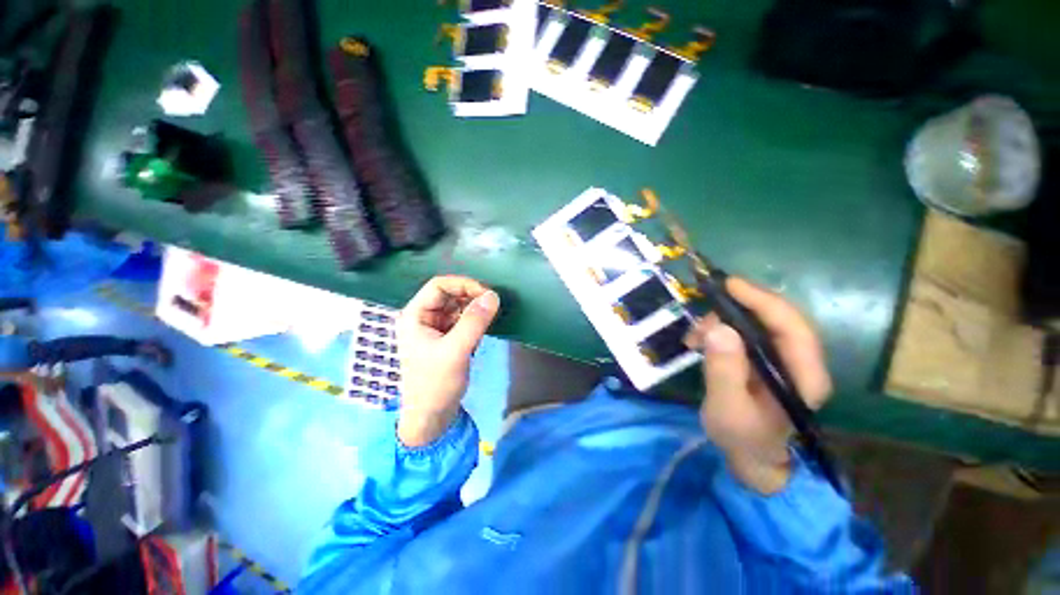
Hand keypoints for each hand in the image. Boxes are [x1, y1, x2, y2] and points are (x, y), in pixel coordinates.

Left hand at [396, 276, 499, 446]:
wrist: (431, 417)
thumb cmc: (435, 384)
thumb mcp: (456, 351)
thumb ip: (474, 322)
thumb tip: (493, 296)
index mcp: (415, 315)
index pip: (439, 286)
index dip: (463, 284)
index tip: (486, 294)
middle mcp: (424, 317)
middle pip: (450, 294)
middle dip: (471, 296)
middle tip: (492, 305)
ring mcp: (435, 328)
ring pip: (458, 307)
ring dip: (475, 309)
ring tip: (490, 318)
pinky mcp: (447, 338)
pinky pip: (463, 320)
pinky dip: (475, 321)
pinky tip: (483, 330)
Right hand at [685, 277, 831, 493]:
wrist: (750, 456)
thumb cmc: (742, 437)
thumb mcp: (727, 408)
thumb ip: (724, 371)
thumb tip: (719, 328)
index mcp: (804, 377)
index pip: (792, 327)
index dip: (763, 300)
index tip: (729, 285)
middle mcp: (800, 362)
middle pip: (775, 319)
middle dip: (736, 309)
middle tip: (702, 316)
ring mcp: (782, 360)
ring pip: (757, 323)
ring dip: (722, 321)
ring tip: (694, 337)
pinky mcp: (764, 359)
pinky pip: (744, 332)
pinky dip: (720, 330)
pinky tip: (700, 341)